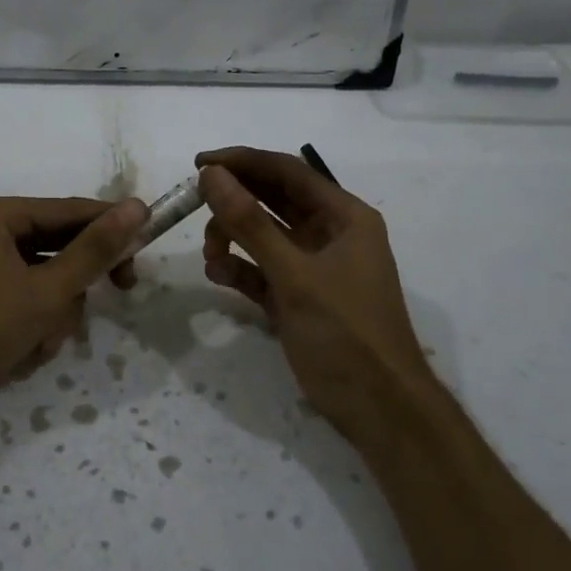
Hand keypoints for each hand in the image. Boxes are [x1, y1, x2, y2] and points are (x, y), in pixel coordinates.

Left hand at [0, 195, 146, 452]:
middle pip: (64, 245)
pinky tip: (26, 351)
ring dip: (58, 314)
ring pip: (55, 280)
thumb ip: (95, 250)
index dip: (112, 224)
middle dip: (79, 282)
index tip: (151, 237)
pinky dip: (41, 328)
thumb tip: (137, 207)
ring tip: (40, 339)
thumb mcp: (48, 291)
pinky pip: (37, 302)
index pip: (71, 210)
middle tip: (124, 289)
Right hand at [197, 147, 431, 439]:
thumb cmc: (345, 332)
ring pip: (263, 235)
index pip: (288, 172)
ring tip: (210, 254)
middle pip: (273, 200)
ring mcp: (312, 267)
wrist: (377, 408)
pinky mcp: (297, 297)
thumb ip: (250, 223)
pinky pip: (261, 269)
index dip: (243, 162)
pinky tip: (218, 274)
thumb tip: (212, 175)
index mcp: (344, 217)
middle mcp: (329, 234)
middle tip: (193, 202)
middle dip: (233, 200)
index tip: (199, 163)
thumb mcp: (294, 274)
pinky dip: (239, 268)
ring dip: (232, 236)